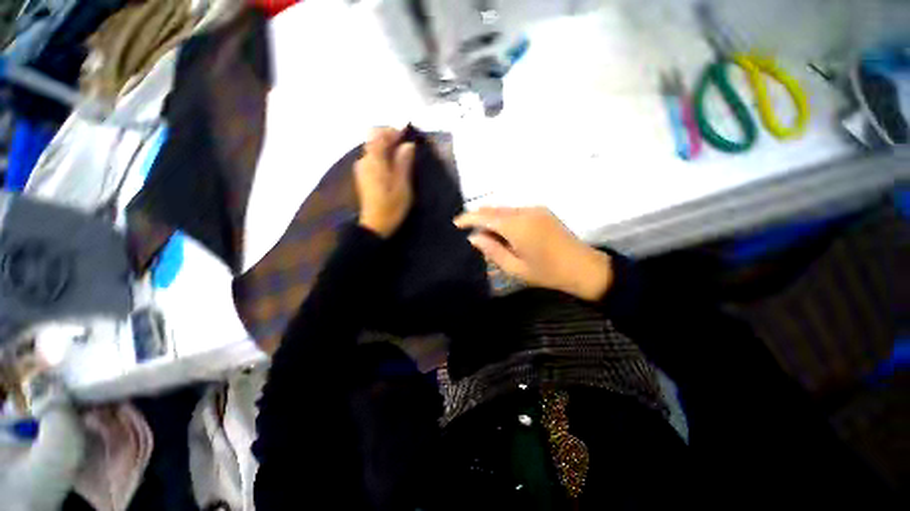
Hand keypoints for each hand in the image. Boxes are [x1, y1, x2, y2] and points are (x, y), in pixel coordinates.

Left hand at [354, 128, 416, 237]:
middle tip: (407, 147)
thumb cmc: (392, 206)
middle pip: (374, 139)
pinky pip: (373, 158)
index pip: (378, 133)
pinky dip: (383, 157)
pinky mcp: (363, 176)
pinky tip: (393, 167)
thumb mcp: (403, 185)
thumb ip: (404, 163)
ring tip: (403, 157)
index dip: (392, 131)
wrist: (375, 225)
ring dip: (387, 148)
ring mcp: (362, 168)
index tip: (407, 136)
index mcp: (374, 161)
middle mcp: (364, 160)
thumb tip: (408, 145)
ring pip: (373, 148)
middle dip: (390, 138)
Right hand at [454, 207, 612, 300]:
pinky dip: (504, 218)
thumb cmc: (548, 272)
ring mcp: (535, 209)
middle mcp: (525, 211)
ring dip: (492, 218)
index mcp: (517, 226)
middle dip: (479, 217)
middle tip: (467, 230)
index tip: (455, 223)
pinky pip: (516, 211)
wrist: (584, 267)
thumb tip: (474, 237)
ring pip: (505, 209)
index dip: (468, 218)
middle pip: (494, 210)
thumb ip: (492, 250)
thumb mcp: (515, 268)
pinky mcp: (542, 211)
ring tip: (484, 233)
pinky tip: (503, 231)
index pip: (485, 216)